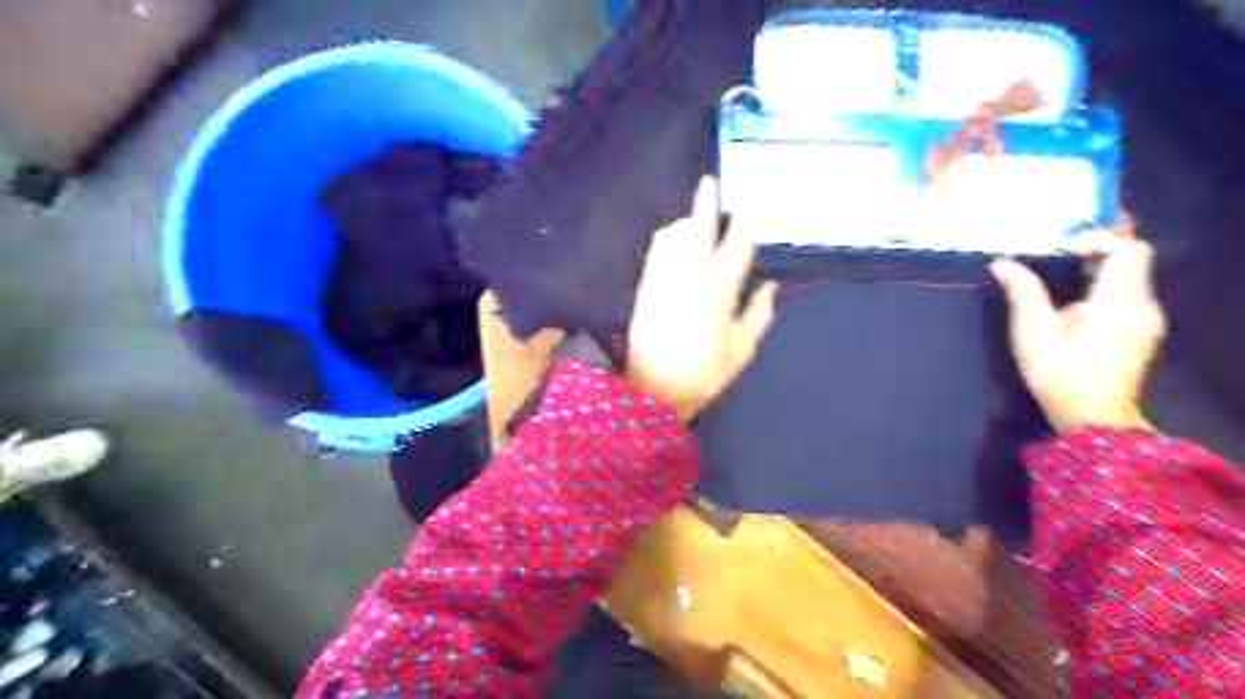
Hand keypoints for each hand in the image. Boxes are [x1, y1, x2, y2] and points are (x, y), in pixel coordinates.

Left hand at [628, 179, 774, 424]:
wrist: (651, 390)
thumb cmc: (702, 375)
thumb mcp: (739, 353)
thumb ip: (757, 317)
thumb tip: (770, 287)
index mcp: (716, 298)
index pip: (734, 253)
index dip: (743, 228)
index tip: (749, 210)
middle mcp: (688, 282)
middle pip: (697, 233)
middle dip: (705, 205)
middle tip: (710, 183)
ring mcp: (662, 283)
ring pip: (672, 239)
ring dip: (686, 222)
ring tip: (697, 216)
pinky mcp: (645, 288)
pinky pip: (656, 252)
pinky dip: (667, 238)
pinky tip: (675, 238)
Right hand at [995, 222, 1168, 429]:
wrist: (1093, 419)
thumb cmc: (1060, 374)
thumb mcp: (1033, 332)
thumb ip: (1023, 292)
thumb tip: (1003, 263)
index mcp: (1119, 302)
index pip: (1127, 250)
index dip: (1097, 239)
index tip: (1062, 248)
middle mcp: (1143, 305)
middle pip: (1133, 259)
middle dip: (1099, 248)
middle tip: (1060, 248)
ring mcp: (1146, 319)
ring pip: (1132, 276)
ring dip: (1101, 266)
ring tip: (1062, 268)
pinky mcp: (1141, 331)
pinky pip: (1129, 293)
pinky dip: (1105, 284)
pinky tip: (1076, 298)